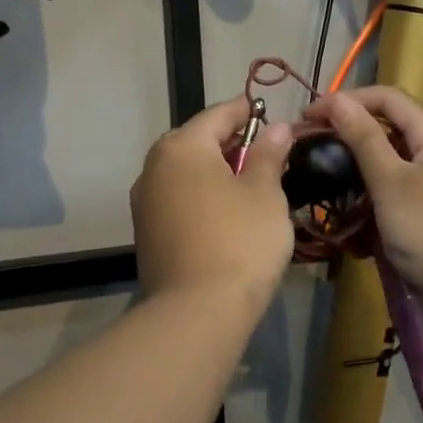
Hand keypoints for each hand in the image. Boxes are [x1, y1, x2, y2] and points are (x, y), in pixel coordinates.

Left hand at [131, 98, 294, 318]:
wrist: (198, 311)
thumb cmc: (240, 240)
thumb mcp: (265, 193)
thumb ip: (269, 154)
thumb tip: (277, 127)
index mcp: (181, 147)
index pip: (218, 114)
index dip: (249, 112)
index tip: (274, 116)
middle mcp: (154, 167)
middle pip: (197, 142)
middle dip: (232, 144)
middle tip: (268, 154)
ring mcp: (145, 203)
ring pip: (186, 173)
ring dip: (217, 173)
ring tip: (252, 186)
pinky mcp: (147, 233)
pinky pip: (179, 200)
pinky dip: (203, 197)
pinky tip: (227, 215)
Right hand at [308, 87, 422, 351]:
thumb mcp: (393, 183)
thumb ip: (364, 140)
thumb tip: (336, 99)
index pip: (386, 99)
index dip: (345, 101)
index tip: (306, 118)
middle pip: (386, 135)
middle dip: (346, 143)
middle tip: (307, 157)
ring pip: (387, 174)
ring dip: (354, 182)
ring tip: (320, 193)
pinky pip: (394, 207)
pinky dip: (370, 214)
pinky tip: (348, 231)